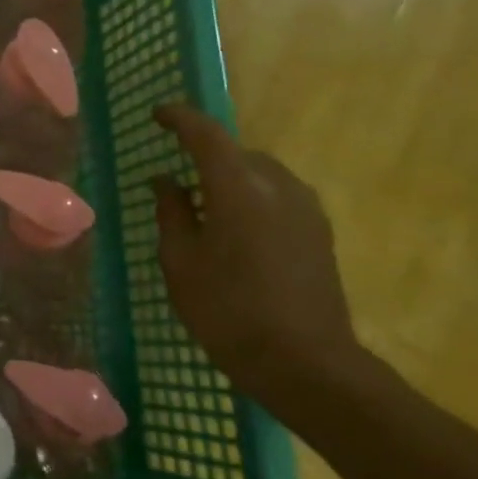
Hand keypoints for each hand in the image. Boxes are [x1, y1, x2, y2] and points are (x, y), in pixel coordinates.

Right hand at [151, 103, 370, 415]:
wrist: (305, 364)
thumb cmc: (227, 310)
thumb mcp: (180, 261)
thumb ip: (172, 212)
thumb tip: (166, 180)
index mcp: (238, 188)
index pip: (206, 135)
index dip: (180, 118)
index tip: (157, 114)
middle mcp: (278, 187)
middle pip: (237, 153)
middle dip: (205, 153)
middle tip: (175, 175)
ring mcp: (306, 210)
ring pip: (261, 174)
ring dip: (230, 177)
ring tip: (203, 205)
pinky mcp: (320, 233)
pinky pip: (278, 196)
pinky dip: (251, 197)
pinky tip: (234, 228)